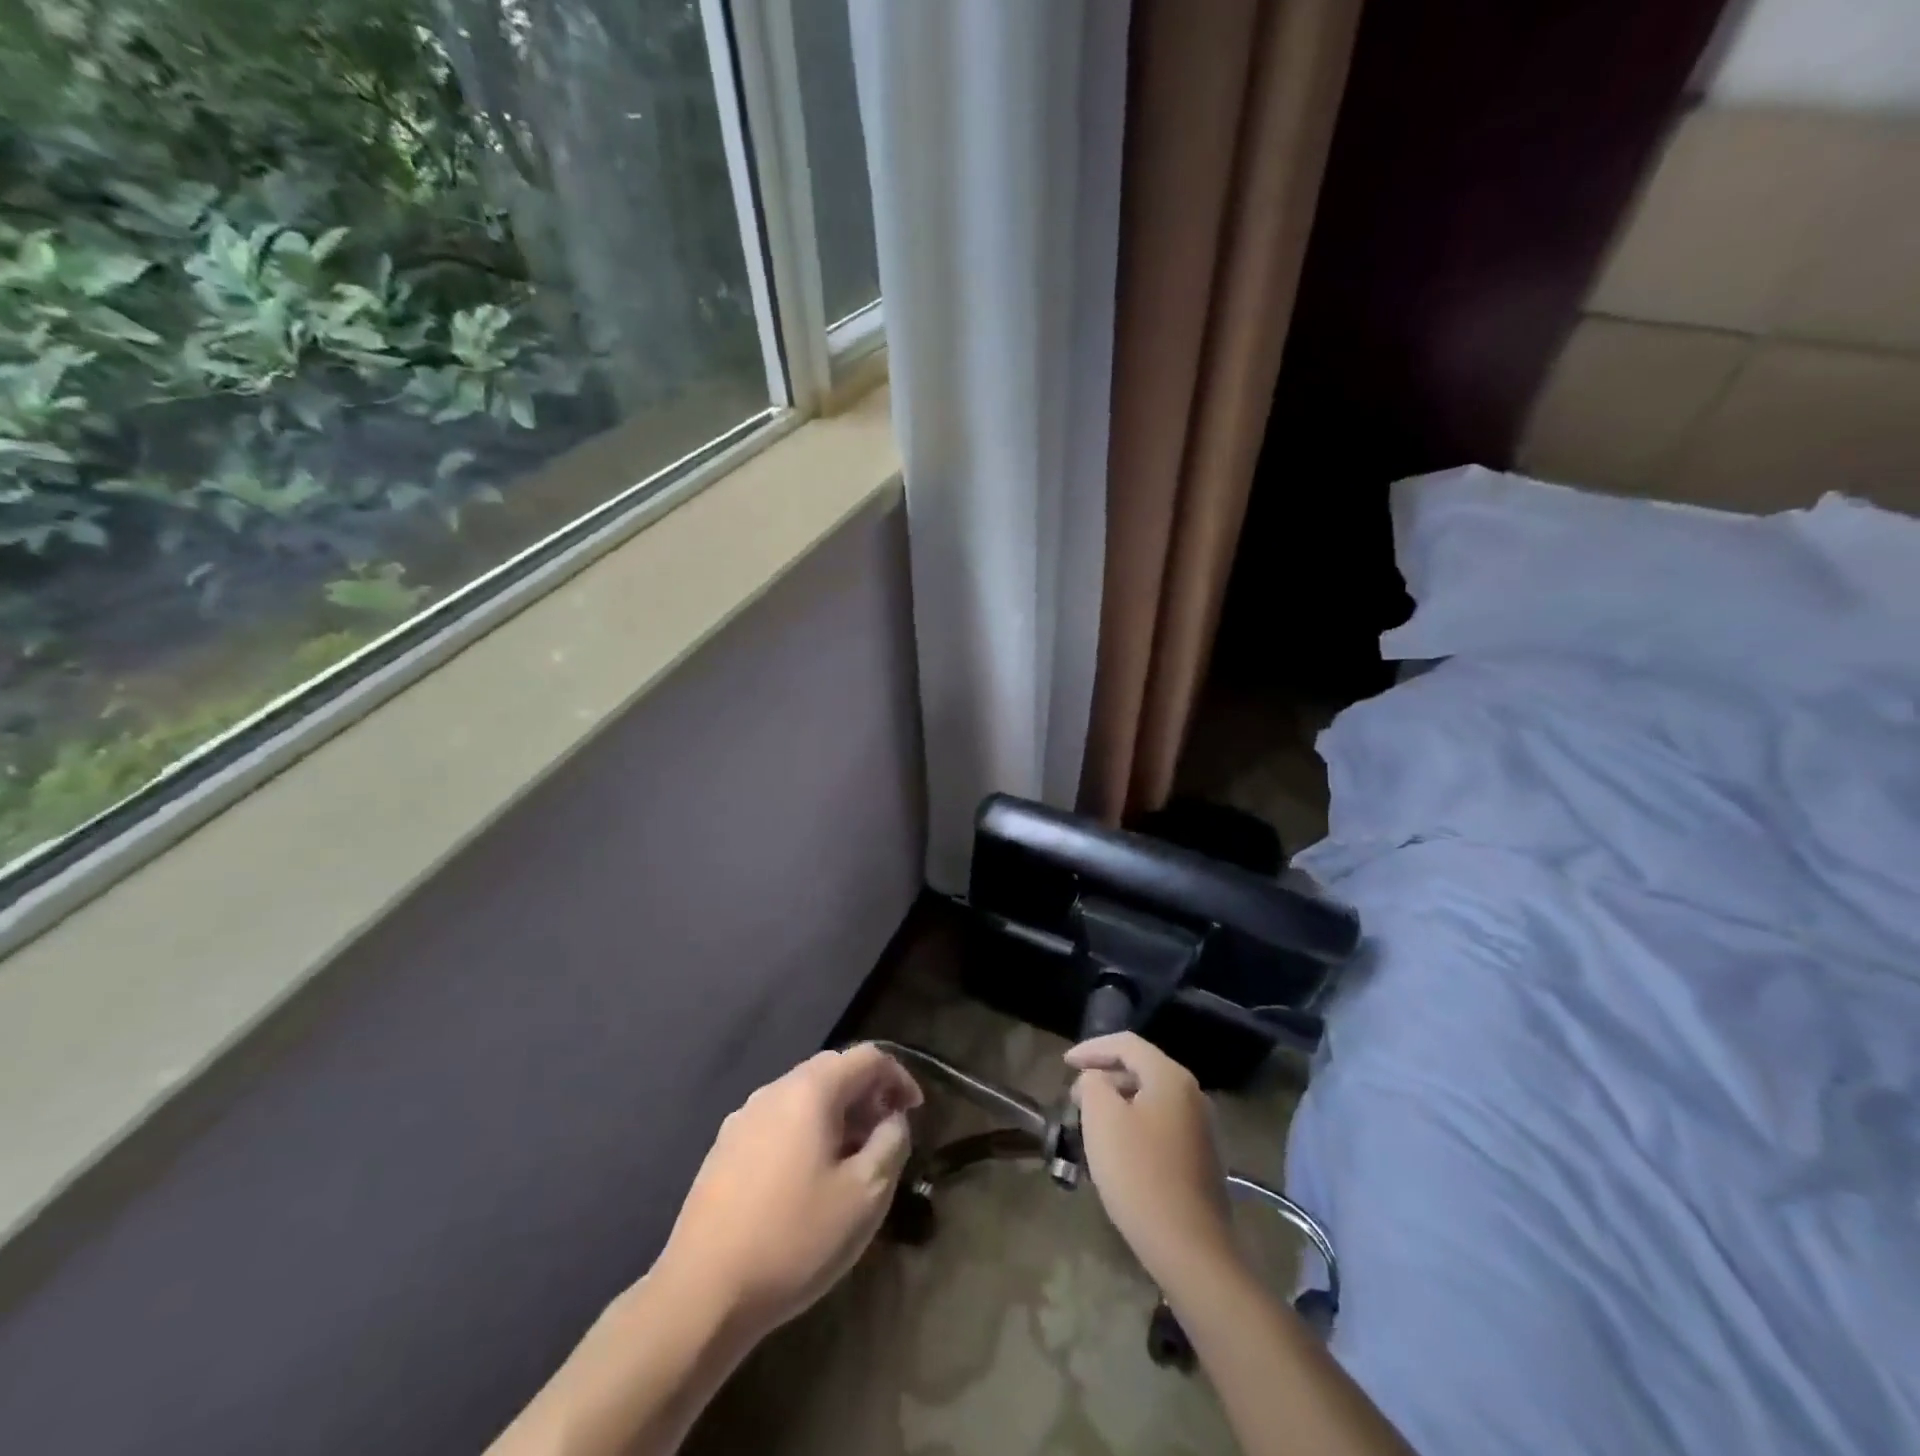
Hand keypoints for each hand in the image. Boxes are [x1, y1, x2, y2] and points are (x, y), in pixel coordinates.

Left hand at [653, 1045, 921, 1340]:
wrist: (701, 1294)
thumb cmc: (794, 1239)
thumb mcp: (865, 1195)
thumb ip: (891, 1143)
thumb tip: (892, 1119)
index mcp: (810, 1091)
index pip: (867, 1058)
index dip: (899, 1077)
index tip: (915, 1112)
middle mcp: (774, 1090)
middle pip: (833, 1071)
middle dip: (867, 1094)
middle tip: (886, 1133)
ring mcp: (743, 1118)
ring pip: (803, 1097)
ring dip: (837, 1114)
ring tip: (852, 1158)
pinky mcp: (724, 1149)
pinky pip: (778, 1122)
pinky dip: (806, 1132)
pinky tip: (809, 1178)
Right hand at [1066, 1032, 1235, 1286]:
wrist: (1190, 1248)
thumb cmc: (1140, 1174)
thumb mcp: (1102, 1119)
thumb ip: (1093, 1084)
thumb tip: (1097, 1081)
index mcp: (1170, 1077)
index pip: (1126, 1044)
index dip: (1092, 1048)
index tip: (1065, 1063)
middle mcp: (1192, 1094)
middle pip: (1141, 1068)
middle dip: (1104, 1076)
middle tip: (1075, 1095)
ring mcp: (1201, 1128)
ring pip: (1151, 1098)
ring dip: (1118, 1101)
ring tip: (1090, 1120)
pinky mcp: (1201, 1158)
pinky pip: (1161, 1124)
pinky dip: (1135, 1123)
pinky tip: (1118, 1148)